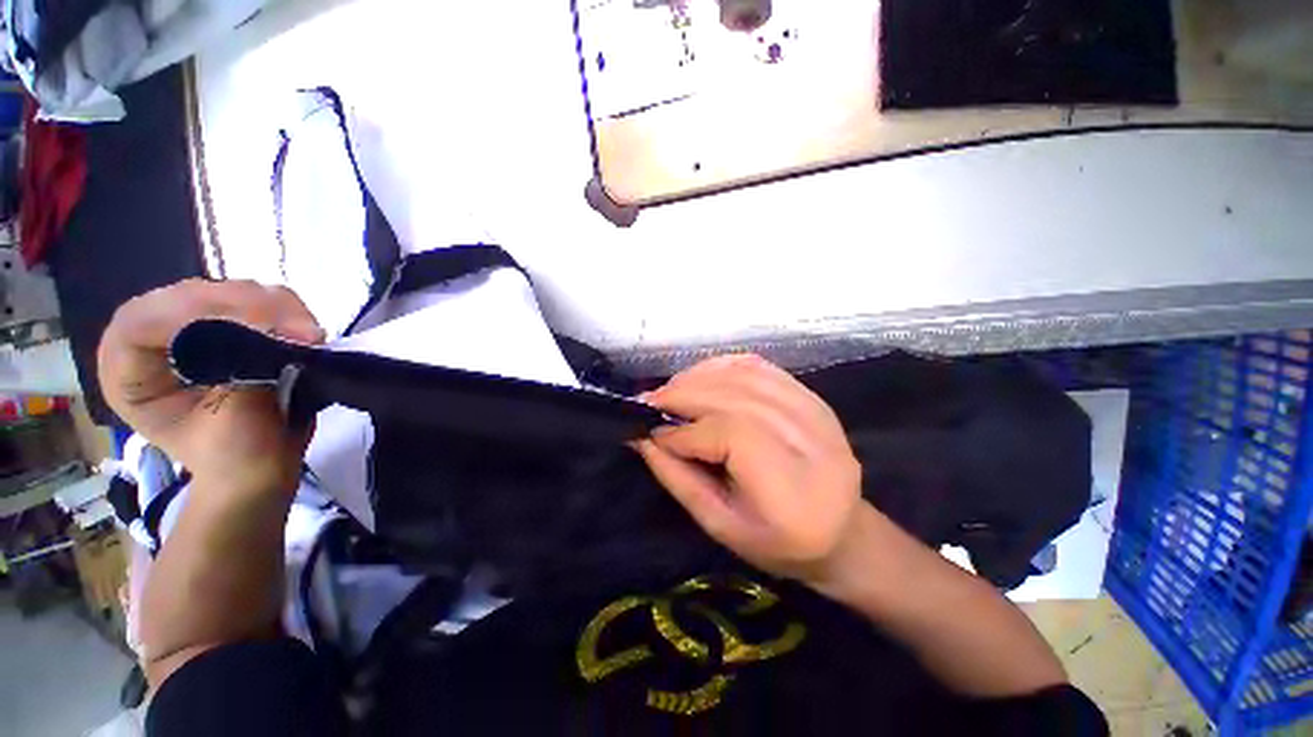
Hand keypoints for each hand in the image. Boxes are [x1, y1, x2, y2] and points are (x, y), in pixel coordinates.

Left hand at [97, 279, 324, 494]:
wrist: (262, 467)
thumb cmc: (236, 459)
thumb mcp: (229, 426)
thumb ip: (242, 375)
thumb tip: (275, 335)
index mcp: (128, 373)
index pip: (141, 322)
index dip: (194, 315)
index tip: (263, 330)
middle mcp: (152, 341)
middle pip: (190, 296)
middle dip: (250, 307)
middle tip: (304, 331)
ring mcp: (193, 329)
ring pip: (229, 291)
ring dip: (278, 307)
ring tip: (312, 335)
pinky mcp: (230, 325)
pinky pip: (259, 301)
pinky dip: (289, 311)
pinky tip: (309, 333)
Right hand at [635, 355, 862, 584]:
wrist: (841, 530)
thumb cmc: (777, 543)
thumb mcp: (720, 526)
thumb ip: (679, 479)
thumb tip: (644, 438)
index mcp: (793, 489)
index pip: (732, 436)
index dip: (686, 432)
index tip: (653, 434)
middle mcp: (811, 440)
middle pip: (737, 398)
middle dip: (685, 395)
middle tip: (650, 403)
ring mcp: (816, 411)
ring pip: (745, 375)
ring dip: (699, 377)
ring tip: (670, 391)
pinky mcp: (811, 396)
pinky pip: (759, 367)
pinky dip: (722, 366)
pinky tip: (700, 377)